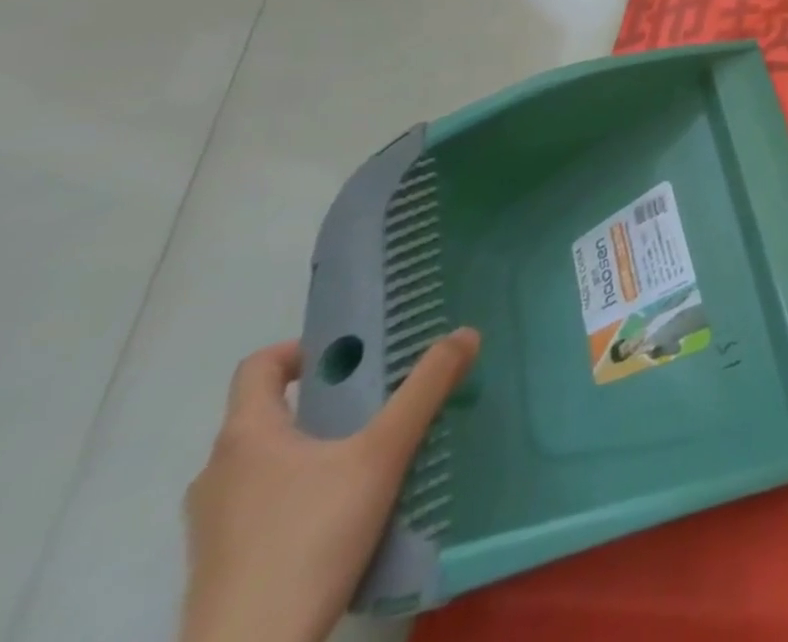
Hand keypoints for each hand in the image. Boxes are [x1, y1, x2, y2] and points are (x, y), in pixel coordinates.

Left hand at [181, 329, 479, 641]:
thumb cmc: (309, 540)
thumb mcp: (383, 454)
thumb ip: (426, 388)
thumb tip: (465, 332)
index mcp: (245, 437)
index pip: (258, 367)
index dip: (304, 349)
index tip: (354, 354)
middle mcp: (217, 473)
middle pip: (268, 413)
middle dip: (325, 398)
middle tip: (381, 395)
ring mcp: (212, 524)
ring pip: (267, 460)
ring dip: (315, 444)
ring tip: (371, 448)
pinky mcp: (222, 563)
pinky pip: (263, 501)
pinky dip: (302, 487)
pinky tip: (347, 504)